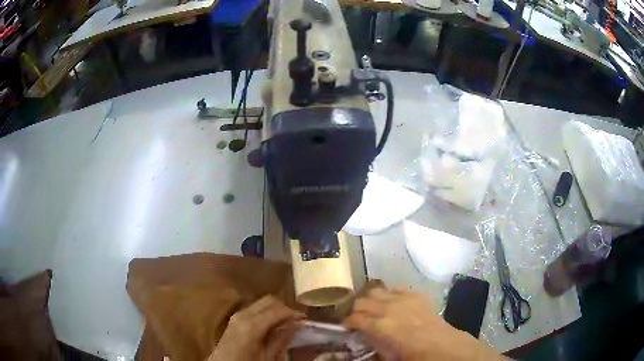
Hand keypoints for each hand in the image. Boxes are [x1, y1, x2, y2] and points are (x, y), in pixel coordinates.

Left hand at [207, 295, 304, 360]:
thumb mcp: (267, 357)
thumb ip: (280, 340)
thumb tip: (295, 324)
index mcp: (251, 325)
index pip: (277, 309)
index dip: (293, 312)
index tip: (305, 319)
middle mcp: (243, 314)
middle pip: (269, 300)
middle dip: (285, 308)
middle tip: (296, 320)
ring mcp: (237, 315)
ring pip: (261, 303)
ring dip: (275, 309)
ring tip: (286, 323)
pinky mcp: (234, 318)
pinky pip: (254, 309)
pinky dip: (266, 312)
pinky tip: (272, 325)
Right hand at [343, 288, 505, 360]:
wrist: (441, 346)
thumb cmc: (412, 356)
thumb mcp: (386, 356)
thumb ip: (370, 344)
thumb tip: (361, 338)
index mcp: (378, 326)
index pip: (353, 318)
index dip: (346, 322)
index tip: (345, 327)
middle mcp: (388, 308)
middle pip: (361, 301)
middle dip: (355, 309)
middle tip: (357, 318)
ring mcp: (403, 298)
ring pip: (376, 290)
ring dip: (370, 299)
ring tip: (372, 308)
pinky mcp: (416, 294)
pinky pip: (396, 289)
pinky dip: (390, 295)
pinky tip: (393, 303)